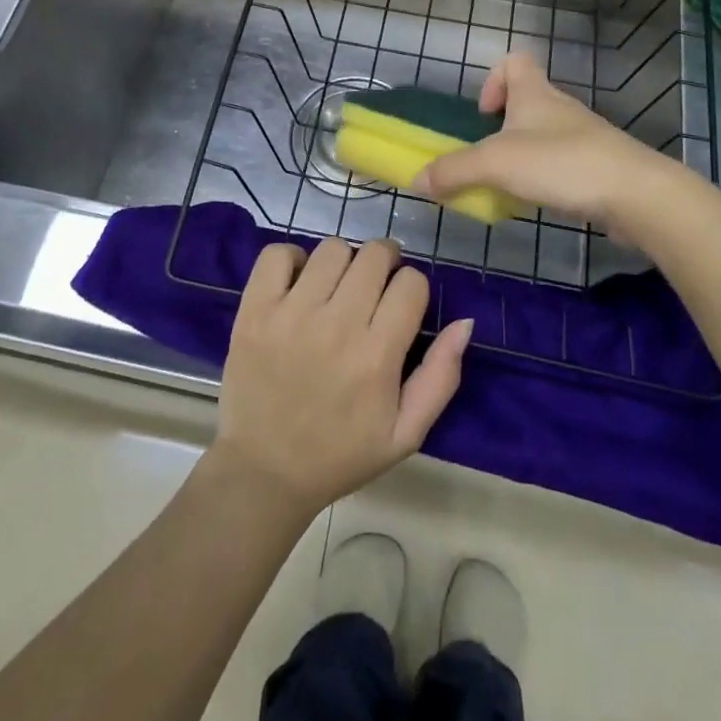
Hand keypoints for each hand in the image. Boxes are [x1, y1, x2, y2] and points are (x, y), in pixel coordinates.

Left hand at [213, 237, 472, 518]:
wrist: (264, 472)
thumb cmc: (341, 454)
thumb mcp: (405, 433)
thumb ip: (441, 376)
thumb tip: (465, 322)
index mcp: (377, 357)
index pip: (411, 283)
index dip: (412, 288)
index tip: (400, 304)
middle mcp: (336, 326)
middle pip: (374, 255)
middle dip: (384, 263)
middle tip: (373, 286)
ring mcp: (290, 314)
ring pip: (332, 248)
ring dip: (343, 261)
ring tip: (336, 287)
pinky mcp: (254, 310)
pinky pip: (278, 253)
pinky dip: (292, 259)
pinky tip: (298, 283)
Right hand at [416, 52, 675, 226]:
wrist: (636, 194)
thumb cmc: (561, 163)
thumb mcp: (496, 164)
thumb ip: (454, 170)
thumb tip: (417, 179)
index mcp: (534, 94)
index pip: (515, 60)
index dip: (493, 80)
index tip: (483, 114)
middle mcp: (559, 108)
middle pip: (526, 102)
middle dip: (502, 128)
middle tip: (488, 158)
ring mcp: (583, 137)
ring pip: (543, 136)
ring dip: (521, 155)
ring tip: (507, 186)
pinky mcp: (598, 166)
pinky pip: (561, 164)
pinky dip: (545, 178)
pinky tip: (537, 202)